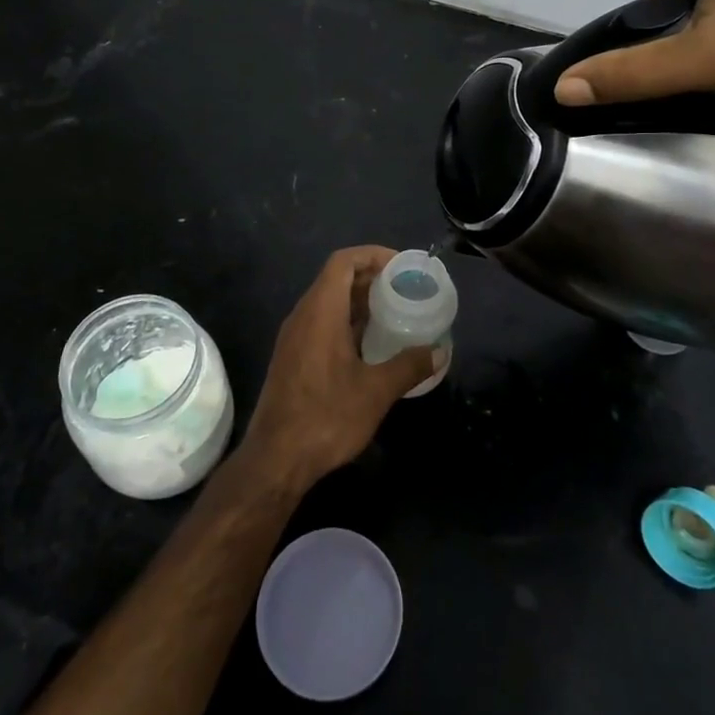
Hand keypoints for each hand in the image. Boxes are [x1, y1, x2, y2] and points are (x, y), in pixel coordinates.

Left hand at [240, 246, 442, 489]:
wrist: (275, 459)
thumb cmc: (326, 417)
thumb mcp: (376, 391)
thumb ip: (409, 365)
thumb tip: (439, 351)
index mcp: (320, 311)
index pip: (343, 262)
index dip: (372, 255)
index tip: (401, 266)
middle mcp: (303, 316)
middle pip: (335, 279)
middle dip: (370, 277)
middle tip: (405, 290)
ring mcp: (294, 337)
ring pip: (328, 302)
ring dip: (359, 301)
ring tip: (394, 313)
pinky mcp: (292, 358)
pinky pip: (321, 323)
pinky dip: (347, 321)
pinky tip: (370, 345)